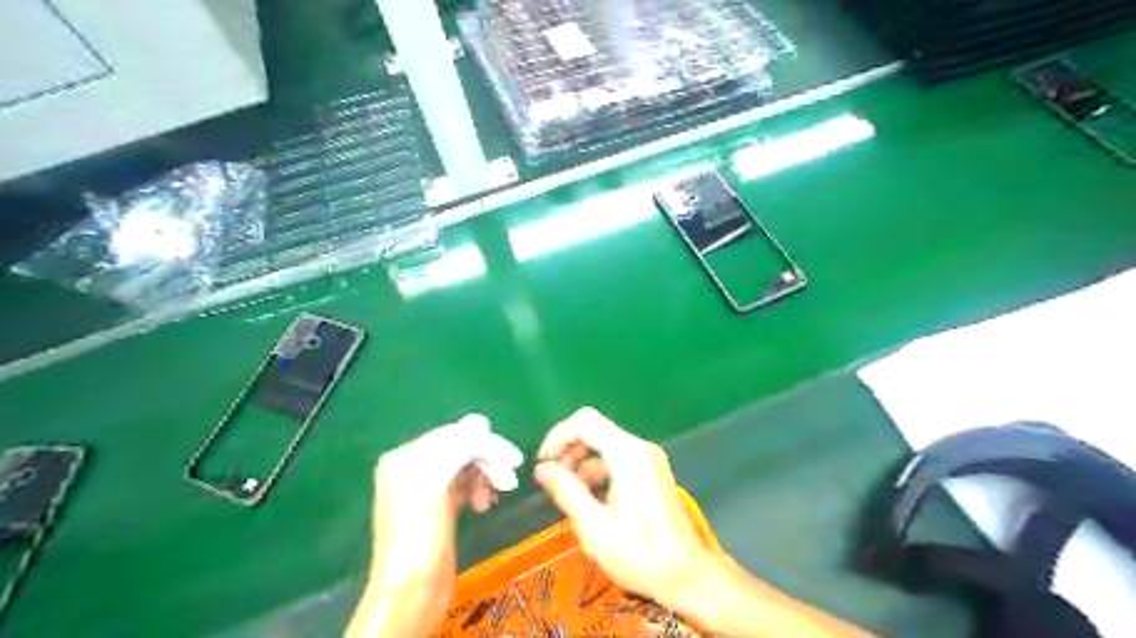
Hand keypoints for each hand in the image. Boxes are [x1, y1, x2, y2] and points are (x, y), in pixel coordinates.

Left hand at [347, 414, 522, 636]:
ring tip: (494, 498)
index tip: (515, 461)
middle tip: (510, 481)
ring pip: (465, 465)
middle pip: (461, 448)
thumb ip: (454, 449)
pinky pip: (463, 483)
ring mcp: (425, 487)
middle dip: (487, 461)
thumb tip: (480, 421)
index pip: (455, 436)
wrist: (410, 594)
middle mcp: (413, 467)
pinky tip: (485, 503)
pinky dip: (478, 487)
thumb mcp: (434, 486)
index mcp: (406, 458)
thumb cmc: (421, 539)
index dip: (486, 445)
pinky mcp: (438, 506)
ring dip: (485, 476)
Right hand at [533, 408, 706, 616]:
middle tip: (551, 480)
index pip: (585, 421)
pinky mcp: (652, 473)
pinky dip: (598, 473)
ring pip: (605, 446)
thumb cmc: (640, 553)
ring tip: (567, 495)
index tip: (543, 464)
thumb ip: (566, 490)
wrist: (688, 576)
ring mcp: (649, 460)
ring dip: (581, 464)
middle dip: (568, 451)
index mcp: (627, 454)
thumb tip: (542, 468)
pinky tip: (588, 500)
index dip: (558, 436)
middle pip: (595, 431)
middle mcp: (640, 448)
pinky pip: (618, 461)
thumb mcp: (593, 525)